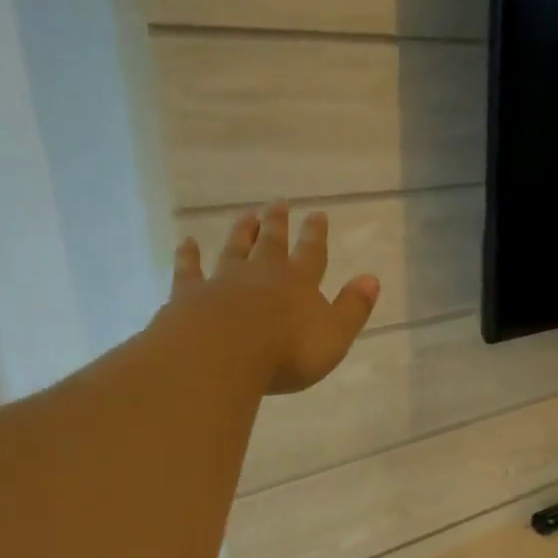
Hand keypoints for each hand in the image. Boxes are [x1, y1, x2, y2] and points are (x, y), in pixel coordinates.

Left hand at [173, 204, 379, 394]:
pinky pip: (190, 270)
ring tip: (246, 215)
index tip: (317, 214)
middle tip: (278, 202)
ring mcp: (223, 281)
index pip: (312, 253)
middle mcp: (261, 274)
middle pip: (271, 243)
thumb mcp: (334, 336)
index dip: (316, 235)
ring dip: (241, 232)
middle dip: (277, 223)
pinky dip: (188, 255)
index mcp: (298, 283)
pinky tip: (186, 243)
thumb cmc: (287, 352)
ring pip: (234, 249)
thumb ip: (352, 308)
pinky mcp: (190, 294)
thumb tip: (371, 279)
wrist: (222, 355)